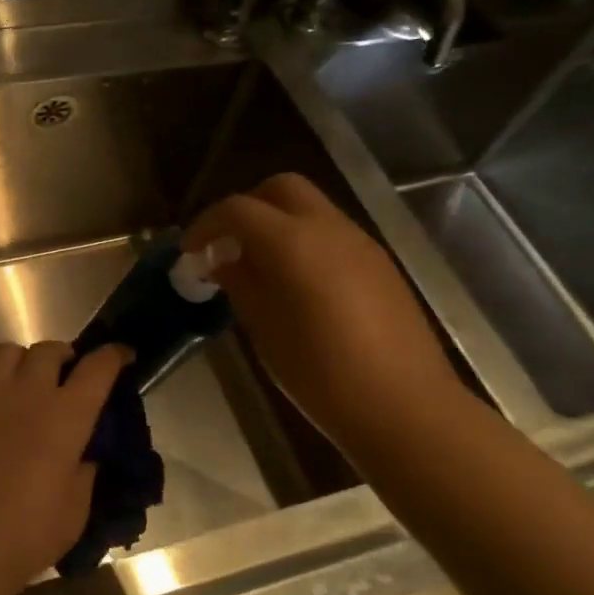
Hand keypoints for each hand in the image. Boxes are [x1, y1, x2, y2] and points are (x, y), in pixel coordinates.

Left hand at [0, 342, 129, 594]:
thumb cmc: (26, 534)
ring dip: (23, 359)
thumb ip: (85, 471)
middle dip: (64, 356)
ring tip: (24, 379)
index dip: (114, 356)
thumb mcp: (76, 510)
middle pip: (49, 349)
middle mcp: (27, 393)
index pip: (98, 368)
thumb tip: (85, 452)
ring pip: (7, 350)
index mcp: (66, 416)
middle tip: (66, 375)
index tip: (122, 355)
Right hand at [186, 173, 463, 449]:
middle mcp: (328, 228)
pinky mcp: (381, 264)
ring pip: (311, 209)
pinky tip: (297, 285)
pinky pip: (333, 235)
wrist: (404, 406)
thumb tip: (224, 261)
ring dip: (278, 224)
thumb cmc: (319, 372)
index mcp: (292, 242)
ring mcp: (361, 243)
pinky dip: (305, 243)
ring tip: (259, 268)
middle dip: (247, 208)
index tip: (190, 252)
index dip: (206, 225)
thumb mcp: (263, 328)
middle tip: (227, 245)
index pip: (237, 209)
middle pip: (280, 188)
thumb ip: (240, 283)